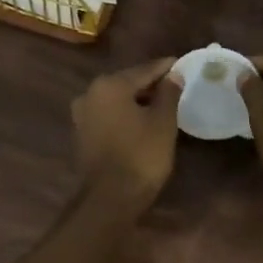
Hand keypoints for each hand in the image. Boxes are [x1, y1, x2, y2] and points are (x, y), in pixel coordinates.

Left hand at [71, 57, 181, 211]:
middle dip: (150, 84)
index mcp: (110, 85)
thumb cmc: (141, 156)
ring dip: (136, 100)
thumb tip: (174, 75)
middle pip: (127, 82)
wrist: (110, 198)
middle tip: (174, 85)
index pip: (144, 70)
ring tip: (160, 104)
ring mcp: (81, 115)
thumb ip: (169, 94)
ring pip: (116, 100)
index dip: (166, 68)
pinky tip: (141, 121)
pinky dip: (124, 115)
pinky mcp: (81, 134)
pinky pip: (108, 116)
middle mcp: (90, 93)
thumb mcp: (163, 122)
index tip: (182, 64)